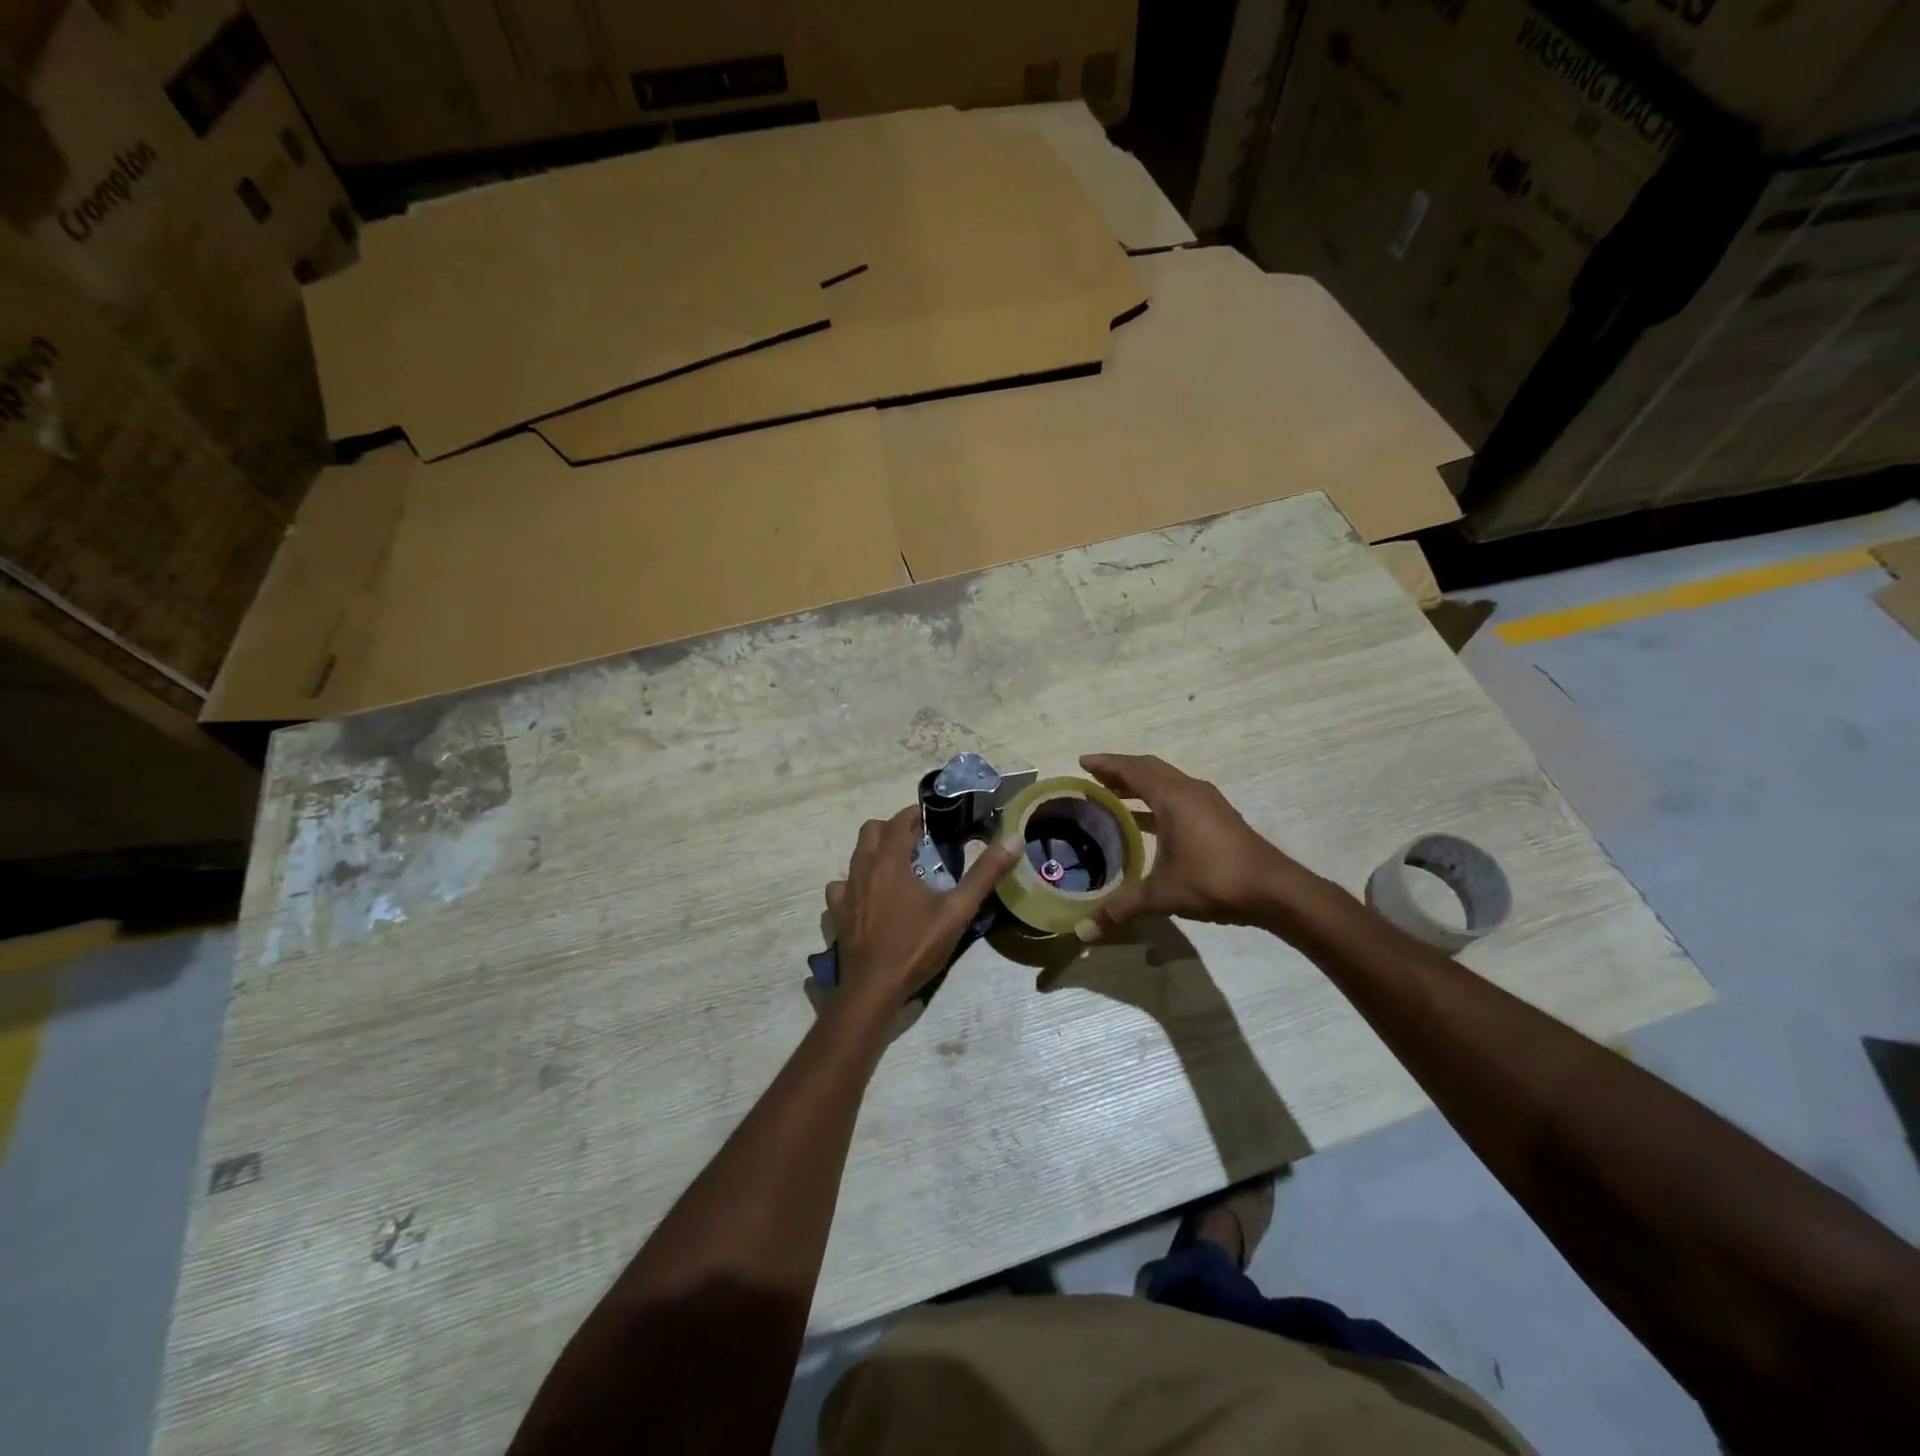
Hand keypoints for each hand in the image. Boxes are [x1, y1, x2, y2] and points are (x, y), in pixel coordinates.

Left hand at [825, 807, 1021, 1013]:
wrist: (874, 989)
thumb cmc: (916, 946)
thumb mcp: (958, 910)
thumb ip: (985, 873)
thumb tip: (1013, 839)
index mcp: (890, 861)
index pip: (898, 821)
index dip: (914, 815)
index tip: (931, 820)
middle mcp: (862, 868)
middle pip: (871, 830)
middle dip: (892, 829)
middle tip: (917, 842)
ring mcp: (845, 891)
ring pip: (855, 856)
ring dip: (874, 853)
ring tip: (897, 868)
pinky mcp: (836, 913)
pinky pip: (841, 886)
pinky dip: (854, 883)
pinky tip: (869, 897)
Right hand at [1077, 753, 1326, 938]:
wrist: (1274, 890)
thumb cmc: (1214, 880)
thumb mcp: (1163, 895)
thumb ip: (1123, 907)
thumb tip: (1084, 930)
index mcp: (1173, 797)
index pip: (1132, 770)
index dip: (1105, 764)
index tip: (1082, 762)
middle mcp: (1190, 790)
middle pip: (1150, 767)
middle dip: (1121, 769)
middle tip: (1095, 778)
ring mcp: (1208, 801)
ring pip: (1167, 779)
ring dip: (1141, 782)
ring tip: (1116, 794)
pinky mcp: (1219, 815)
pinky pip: (1180, 794)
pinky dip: (1158, 796)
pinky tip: (1150, 820)